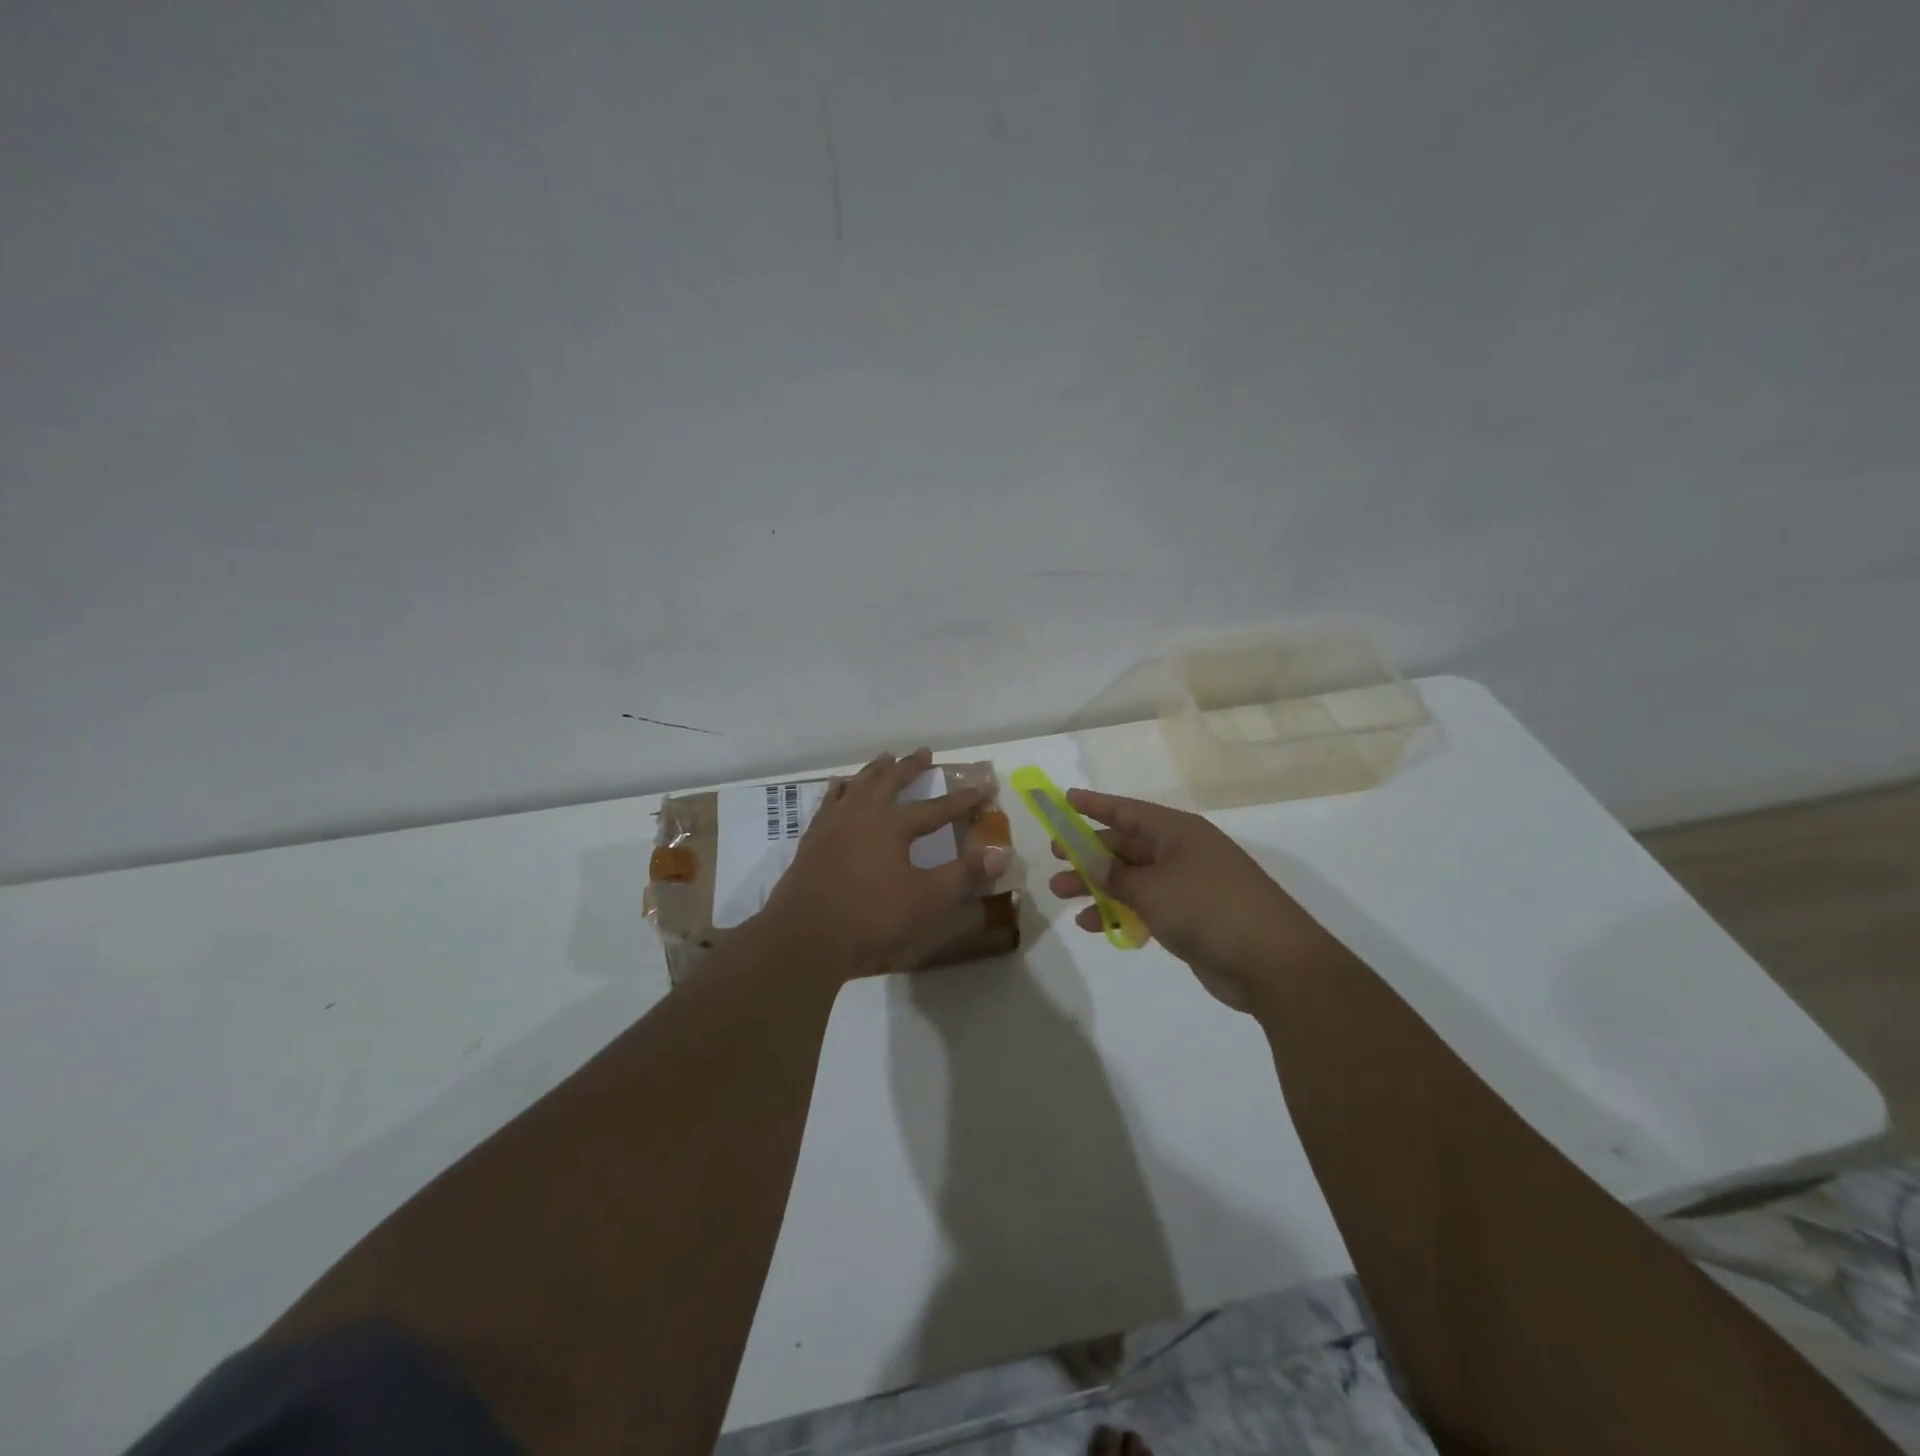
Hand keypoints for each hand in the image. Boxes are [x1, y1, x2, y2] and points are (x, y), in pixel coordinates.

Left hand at [758, 748, 1010, 978]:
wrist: (805, 936)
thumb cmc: (871, 917)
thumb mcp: (927, 899)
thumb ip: (964, 874)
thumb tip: (1001, 853)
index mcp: (892, 825)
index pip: (937, 808)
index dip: (963, 799)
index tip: (984, 786)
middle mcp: (862, 814)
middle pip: (890, 782)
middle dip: (910, 767)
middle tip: (924, 752)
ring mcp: (833, 824)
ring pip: (857, 786)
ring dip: (874, 771)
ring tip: (884, 758)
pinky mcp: (812, 840)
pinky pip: (829, 802)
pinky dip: (839, 790)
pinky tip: (839, 787)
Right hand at [1046, 789, 1330, 1010]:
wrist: (1272, 962)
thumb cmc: (1208, 908)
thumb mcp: (1152, 888)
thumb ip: (1115, 875)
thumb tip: (1089, 858)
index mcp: (1177, 832)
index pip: (1127, 811)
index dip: (1095, 805)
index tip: (1064, 800)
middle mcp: (1182, 853)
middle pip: (1126, 845)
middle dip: (1088, 851)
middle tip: (1054, 856)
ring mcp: (1188, 886)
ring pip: (1132, 878)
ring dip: (1097, 885)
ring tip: (1061, 893)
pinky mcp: (1191, 918)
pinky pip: (1145, 906)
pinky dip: (1119, 912)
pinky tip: (1092, 924)